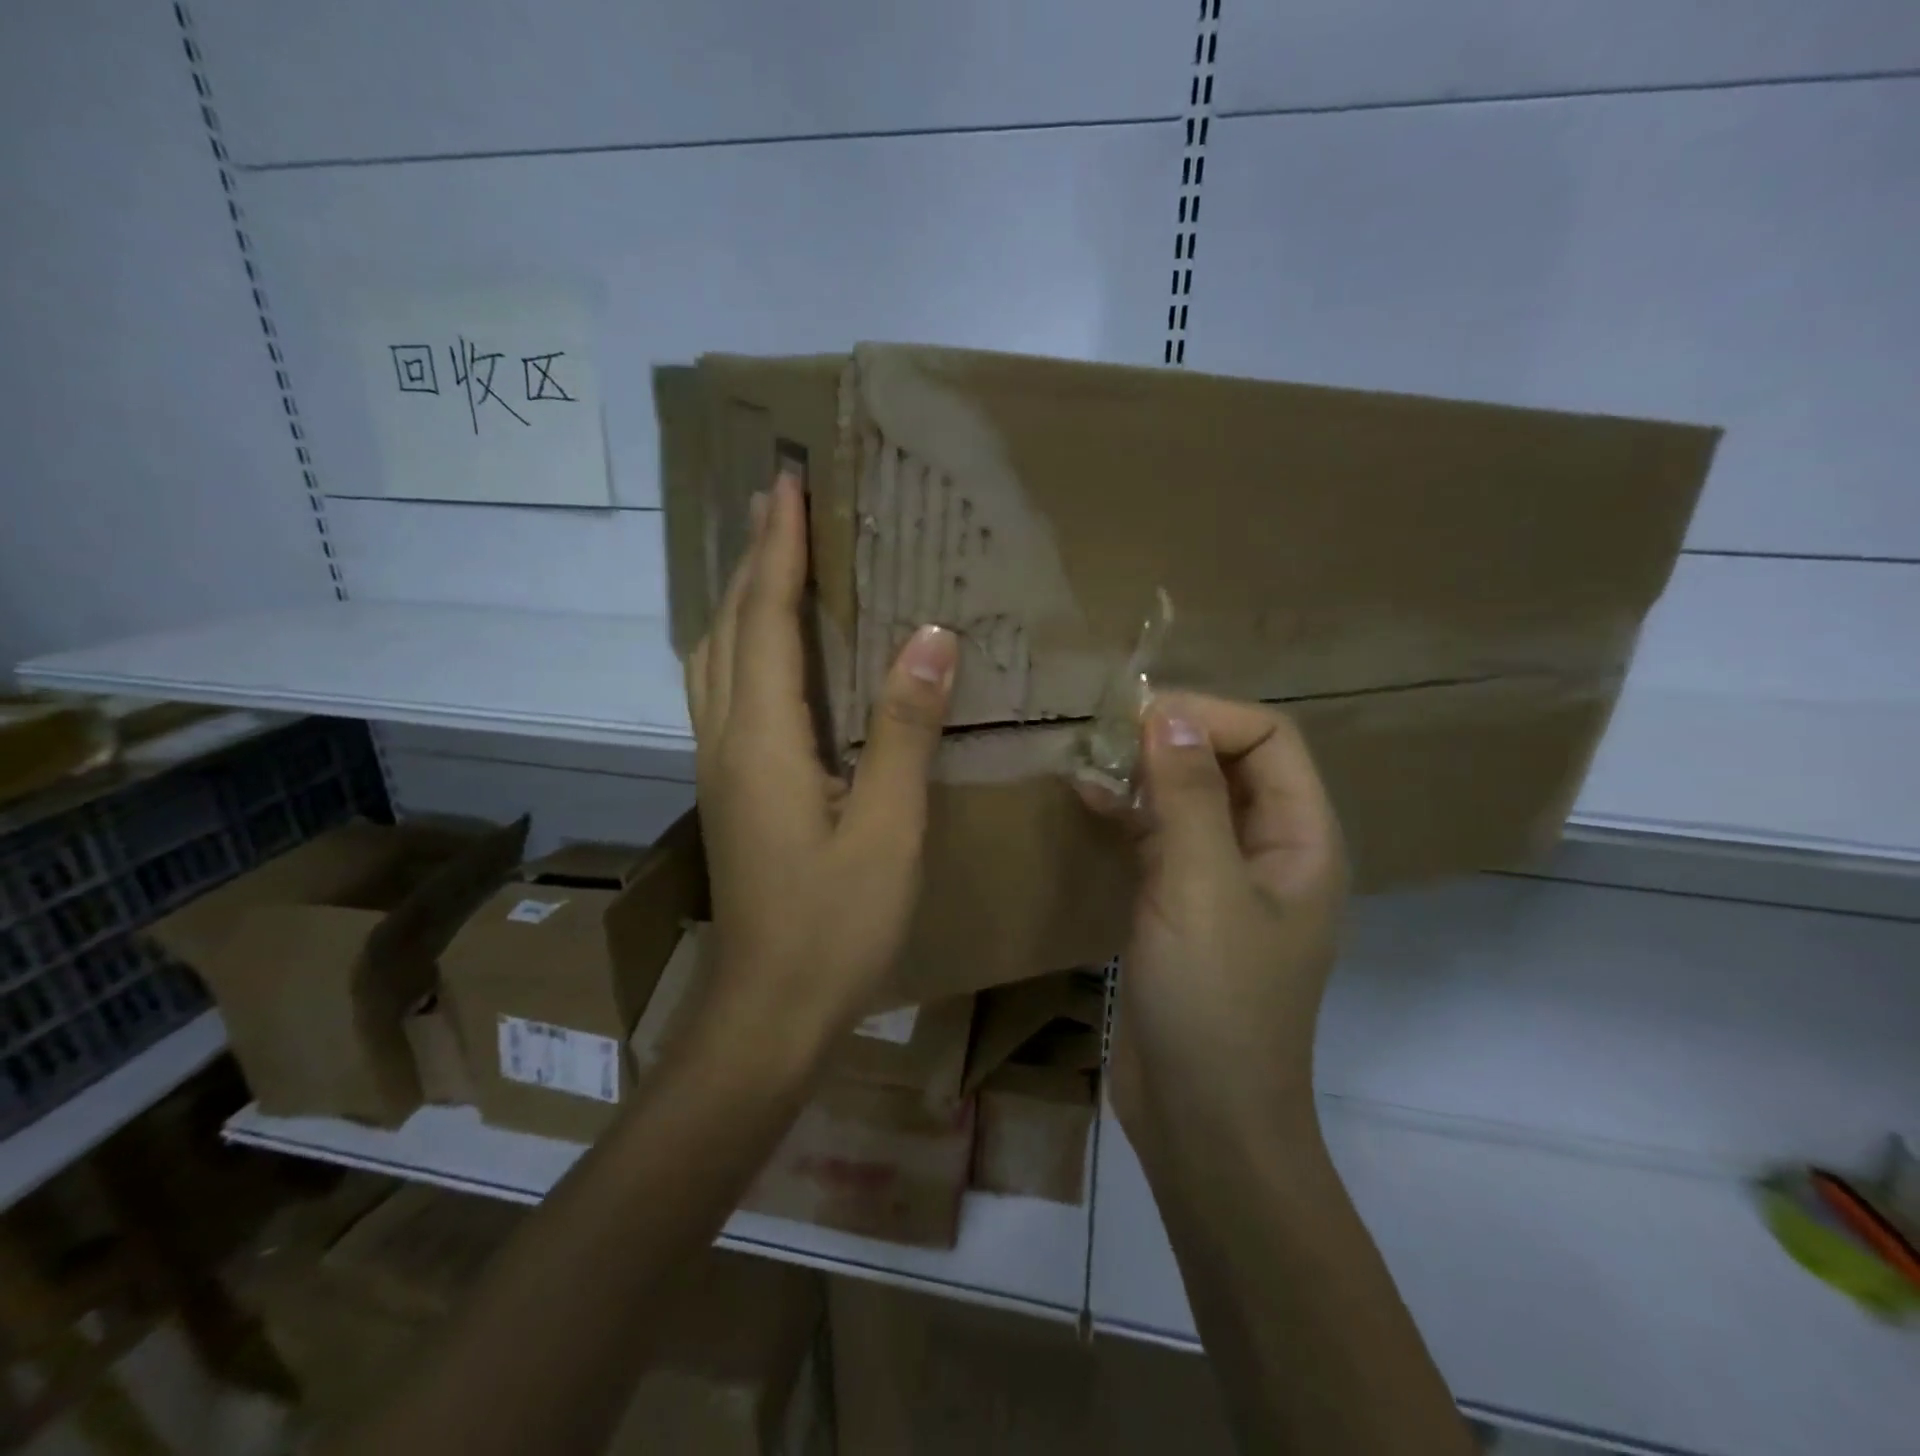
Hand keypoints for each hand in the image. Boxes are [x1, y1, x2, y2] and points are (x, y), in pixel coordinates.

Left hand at [686, 469, 959, 1050]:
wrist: (770, 1008)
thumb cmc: (835, 924)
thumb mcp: (887, 827)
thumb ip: (903, 730)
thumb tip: (930, 636)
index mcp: (763, 740)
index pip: (765, 618)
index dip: (777, 548)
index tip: (788, 483)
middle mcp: (726, 740)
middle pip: (728, 628)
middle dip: (753, 559)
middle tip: (782, 503)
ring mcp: (720, 766)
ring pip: (716, 659)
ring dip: (741, 600)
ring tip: (775, 559)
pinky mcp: (730, 789)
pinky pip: (727, 691)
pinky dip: (743, 646)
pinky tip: (774, 650)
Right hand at [1080, 693, 1348, 1146]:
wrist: (1201, 1120)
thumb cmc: (1215, 1002)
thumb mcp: (1201, 887)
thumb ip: (1188, 795)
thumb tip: (1167, 714)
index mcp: (1301, 839)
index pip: (1268, 739)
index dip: (1208, 717)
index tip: (1137, 720)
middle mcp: (1270, 849)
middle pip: (1229, 762)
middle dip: (1172, 738)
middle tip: (1104, 733)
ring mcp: (1224, 879)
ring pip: (1190, 798)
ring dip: (1145, 772)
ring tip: (1088, 757)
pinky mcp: (1182, 905)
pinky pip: (1161, 837)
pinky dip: (1128, 812)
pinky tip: (1085, 799)